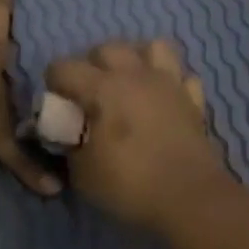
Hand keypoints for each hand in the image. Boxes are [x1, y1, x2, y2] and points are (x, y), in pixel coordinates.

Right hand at [45, 41, 225, 232]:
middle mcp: (136, 76)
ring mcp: (169, 85)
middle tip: (89, 95)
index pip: (64, 68)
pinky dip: (170, 83)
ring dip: (136, 60)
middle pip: (107, 49)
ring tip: (129, 84)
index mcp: (103, 89)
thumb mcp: (82, 173)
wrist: (190, 200)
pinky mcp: (194, 101)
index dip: (54, 83)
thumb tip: (69, 135)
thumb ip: (69, 146)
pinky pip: (182, 77)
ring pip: (152, 48)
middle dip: (91, 66)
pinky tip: (163, 100)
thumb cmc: (129, 185)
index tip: (56, 105)